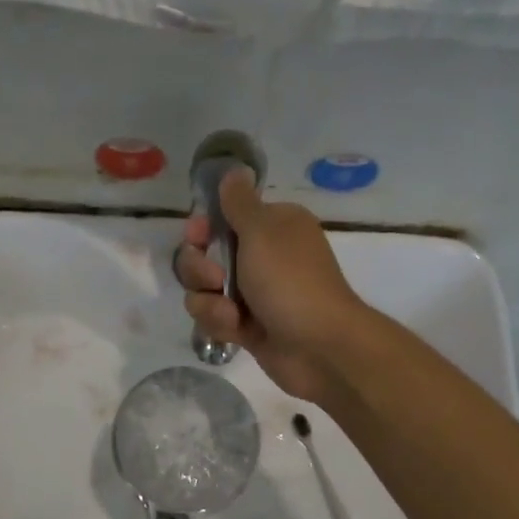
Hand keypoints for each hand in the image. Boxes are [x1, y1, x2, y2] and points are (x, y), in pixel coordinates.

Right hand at [175, 169, 371, 403]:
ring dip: (209, 301)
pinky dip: (219, 322)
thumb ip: (239, 202)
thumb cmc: (291, 281)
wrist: (320, 347)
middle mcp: (262, 255)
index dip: (202, 228)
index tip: (198, 236)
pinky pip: (213, 316)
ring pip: (203, 289)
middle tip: (215, 279)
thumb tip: (234, 170)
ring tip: (230, 314)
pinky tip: (236, 330)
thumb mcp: (262, 230)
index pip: (222, 218)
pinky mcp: (246, 326)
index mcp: (272, 226)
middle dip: (199, 268)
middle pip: (204, 254)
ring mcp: (254, 293)